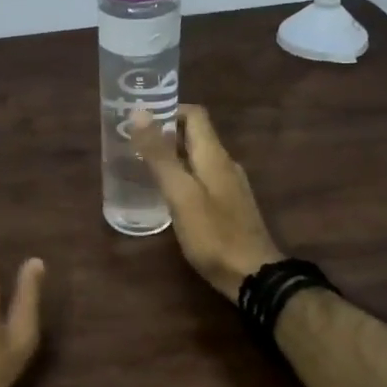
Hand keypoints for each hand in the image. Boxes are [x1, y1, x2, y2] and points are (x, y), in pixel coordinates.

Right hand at [129, 105, 284, 301]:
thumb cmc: (213, 233)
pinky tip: (167, 195)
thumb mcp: (180, 193)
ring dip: (172, 156)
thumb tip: (140, 113)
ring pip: (197, 158)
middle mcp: (225, 164)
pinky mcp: (229, 206)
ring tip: (142, 166)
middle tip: (132, 143)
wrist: (254, 276)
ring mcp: (229, 186)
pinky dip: (182, 176)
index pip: (195, 115)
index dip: (168, 110)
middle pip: (195, 136)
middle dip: (165, 134)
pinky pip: (202, 179)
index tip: (140, 119)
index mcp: (214, 155)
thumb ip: (160, 155)